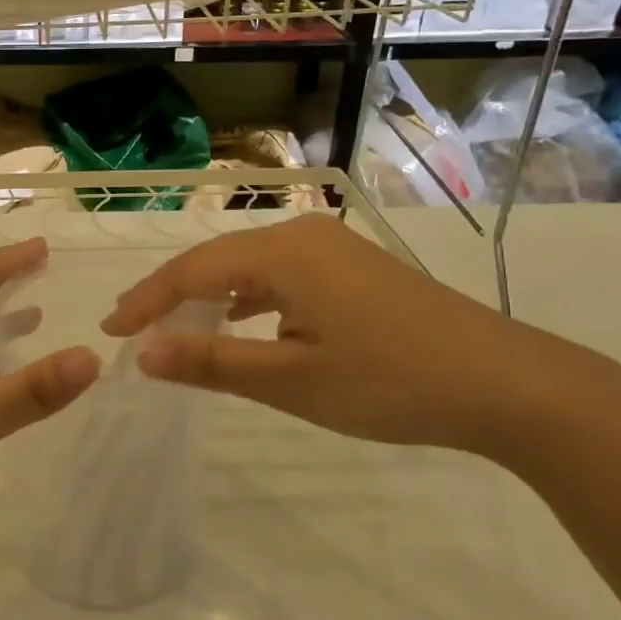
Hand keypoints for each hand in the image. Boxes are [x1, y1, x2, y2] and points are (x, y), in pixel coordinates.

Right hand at [102, 215, 620, 462]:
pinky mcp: (354, 267)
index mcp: (281, 253)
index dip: (145, 302)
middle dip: (170, 295)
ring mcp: (332, 247)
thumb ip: (211, 362)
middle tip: (132, 328)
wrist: (511, 384)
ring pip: (248, 266)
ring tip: (175, 326)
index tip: (109, 331)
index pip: (189, 272)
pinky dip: (248, 298)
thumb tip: (142, 355)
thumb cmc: (390, 382)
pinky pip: (281, 274)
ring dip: (208, 296)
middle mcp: (301, 234)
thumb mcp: (291, 380)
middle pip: (215, 261)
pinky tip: (243, 322)